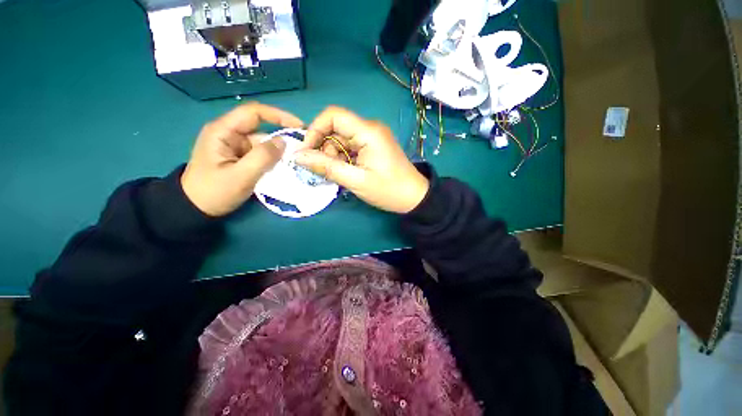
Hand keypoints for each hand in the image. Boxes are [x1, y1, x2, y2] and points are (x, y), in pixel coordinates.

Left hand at [181, 103, 303, 216]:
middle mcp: (229, 134)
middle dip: (282, 137)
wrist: (195, 208)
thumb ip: (263, 157)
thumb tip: (283, 142)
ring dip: (279, 151)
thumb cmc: (214, 192)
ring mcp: (235, 146)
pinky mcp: (240, 157)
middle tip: (302, 148)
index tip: (299, 126)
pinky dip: (273, 159)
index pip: (253, 113)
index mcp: (223, 131)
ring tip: (296, 161)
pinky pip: (261, 154)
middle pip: (261, 128)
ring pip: (263, 143)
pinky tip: (284, 167)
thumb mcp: (241, 176)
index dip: (278, 115)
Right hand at [295, 106, 428, 213]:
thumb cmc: (388, 190)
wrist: (414, 197)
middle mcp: (370, 128)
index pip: (333, 115)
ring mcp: (372, 137)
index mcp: (368, 131)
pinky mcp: (373, 146)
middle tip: (326, 170)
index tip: (307, 152)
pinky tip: (346, 172)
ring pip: (342, 139)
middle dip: (325, 148)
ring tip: (339, 174)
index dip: (315, 130)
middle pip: (336, 128)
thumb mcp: (356, 181)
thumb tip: (298, 156)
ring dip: (334, 155)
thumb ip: (327, 167)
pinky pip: (350, 147)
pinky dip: (343, 158)